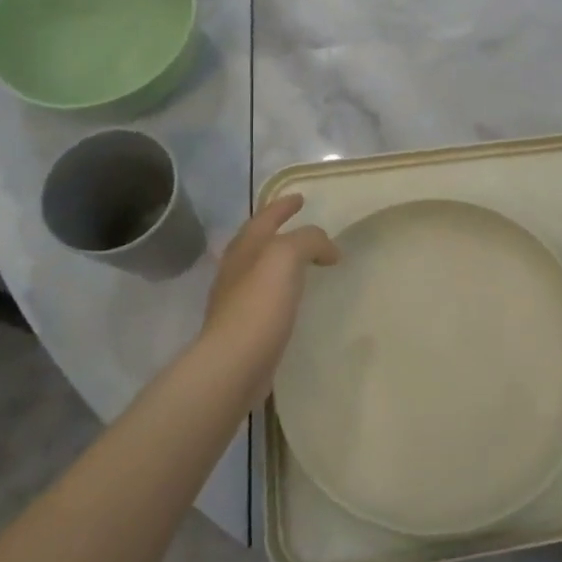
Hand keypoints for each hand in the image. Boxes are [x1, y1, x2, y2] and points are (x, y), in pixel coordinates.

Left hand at [200, 195, 339, 395]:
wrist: (234, 364)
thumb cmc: (259, 304)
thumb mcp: (286, 256)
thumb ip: (308, 241)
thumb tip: (327, 250)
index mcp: (245, 248)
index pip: (265, 217)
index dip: (283, 206)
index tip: (301, 198)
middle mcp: (236, 270)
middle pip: (256, 241)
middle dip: (276, 230)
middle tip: (299, 225)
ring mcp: (236, 300)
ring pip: (260, 269)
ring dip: (280, 260)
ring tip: (302, 261)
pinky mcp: (244, 328)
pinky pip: (266, 297)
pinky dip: (281, 289)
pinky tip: (293, 298)